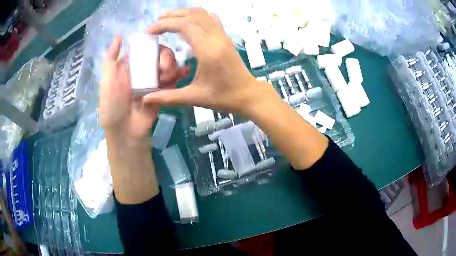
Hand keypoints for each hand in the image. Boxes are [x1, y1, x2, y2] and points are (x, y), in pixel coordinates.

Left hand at [100, 36, 187, 140]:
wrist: (127, 133)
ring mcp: (154, 81)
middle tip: (164, 68)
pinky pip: (173, 80)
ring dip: (171, 66)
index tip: (157, 50)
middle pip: (159, 54)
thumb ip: (110, 59)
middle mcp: (142, 71)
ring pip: (168, 65)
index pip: (144, 48)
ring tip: (168, 77)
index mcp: (129, 66)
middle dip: (165, 57)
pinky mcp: (163, 92)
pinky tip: (183, 72)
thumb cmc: (113, 107)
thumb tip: (119, 36)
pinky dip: (179, 74)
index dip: (152, 45)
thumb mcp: (107, 82)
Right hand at [144, 8, 277, 113]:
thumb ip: (168, 97)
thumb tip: (146, 99)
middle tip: (156, 25)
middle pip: (192, 15)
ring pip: (202, 14)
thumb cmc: (223, 97)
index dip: (164, 25)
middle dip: (172, 16)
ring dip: (184, 14)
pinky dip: (197, 16)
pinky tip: (189, 22)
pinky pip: (211, 19)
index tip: (150, 32)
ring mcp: (223, 35)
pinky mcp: (226, 37)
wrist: (248, 94)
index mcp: (208, 50)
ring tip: (168, 21)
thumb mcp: (194, 98)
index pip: (184, 25)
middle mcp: (216, 38)